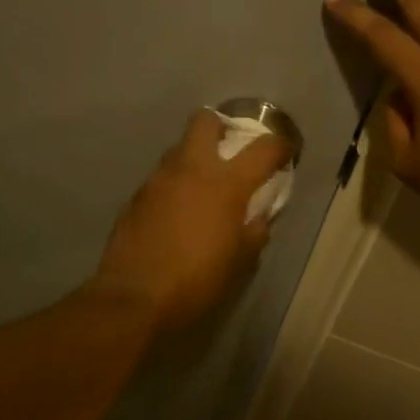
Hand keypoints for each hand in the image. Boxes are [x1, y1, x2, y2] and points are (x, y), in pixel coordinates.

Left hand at [92, 111, 290, 330]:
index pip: (263, 148)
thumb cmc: (197, 281)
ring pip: (179, 149)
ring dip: (195, 158)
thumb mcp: (241, 261)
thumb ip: (255, 230)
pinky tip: (176, 212)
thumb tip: (259, 215)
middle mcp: (191, 169)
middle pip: (205, 121)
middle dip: (221, 127)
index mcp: (226, 183)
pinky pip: (161, 177)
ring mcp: (158, 179)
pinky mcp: (136, 196)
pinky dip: (174, 185)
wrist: (134, 298)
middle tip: (230, 151)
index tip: (284, 154)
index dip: (280, 146)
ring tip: (202, 188)